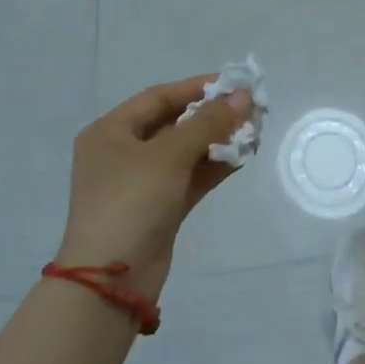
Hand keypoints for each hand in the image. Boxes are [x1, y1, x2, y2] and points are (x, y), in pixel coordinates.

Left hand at [57, 76, 254, 302]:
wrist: (112, 280)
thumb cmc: (131, 202)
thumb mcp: (169, 155)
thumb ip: (208, 123)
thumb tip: (243, 97)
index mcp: (110, 132)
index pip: (159, 97)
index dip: (196, 87)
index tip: (233, 83)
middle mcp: (123, 152)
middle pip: (174, 123)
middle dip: (212, 115)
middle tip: (250, 108)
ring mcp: (141, 183)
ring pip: (186, 152)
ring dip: (218, 140)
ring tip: (254, 130)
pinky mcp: (160, 208)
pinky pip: (190, 177)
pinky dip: (214, 166)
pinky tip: (243, 156)